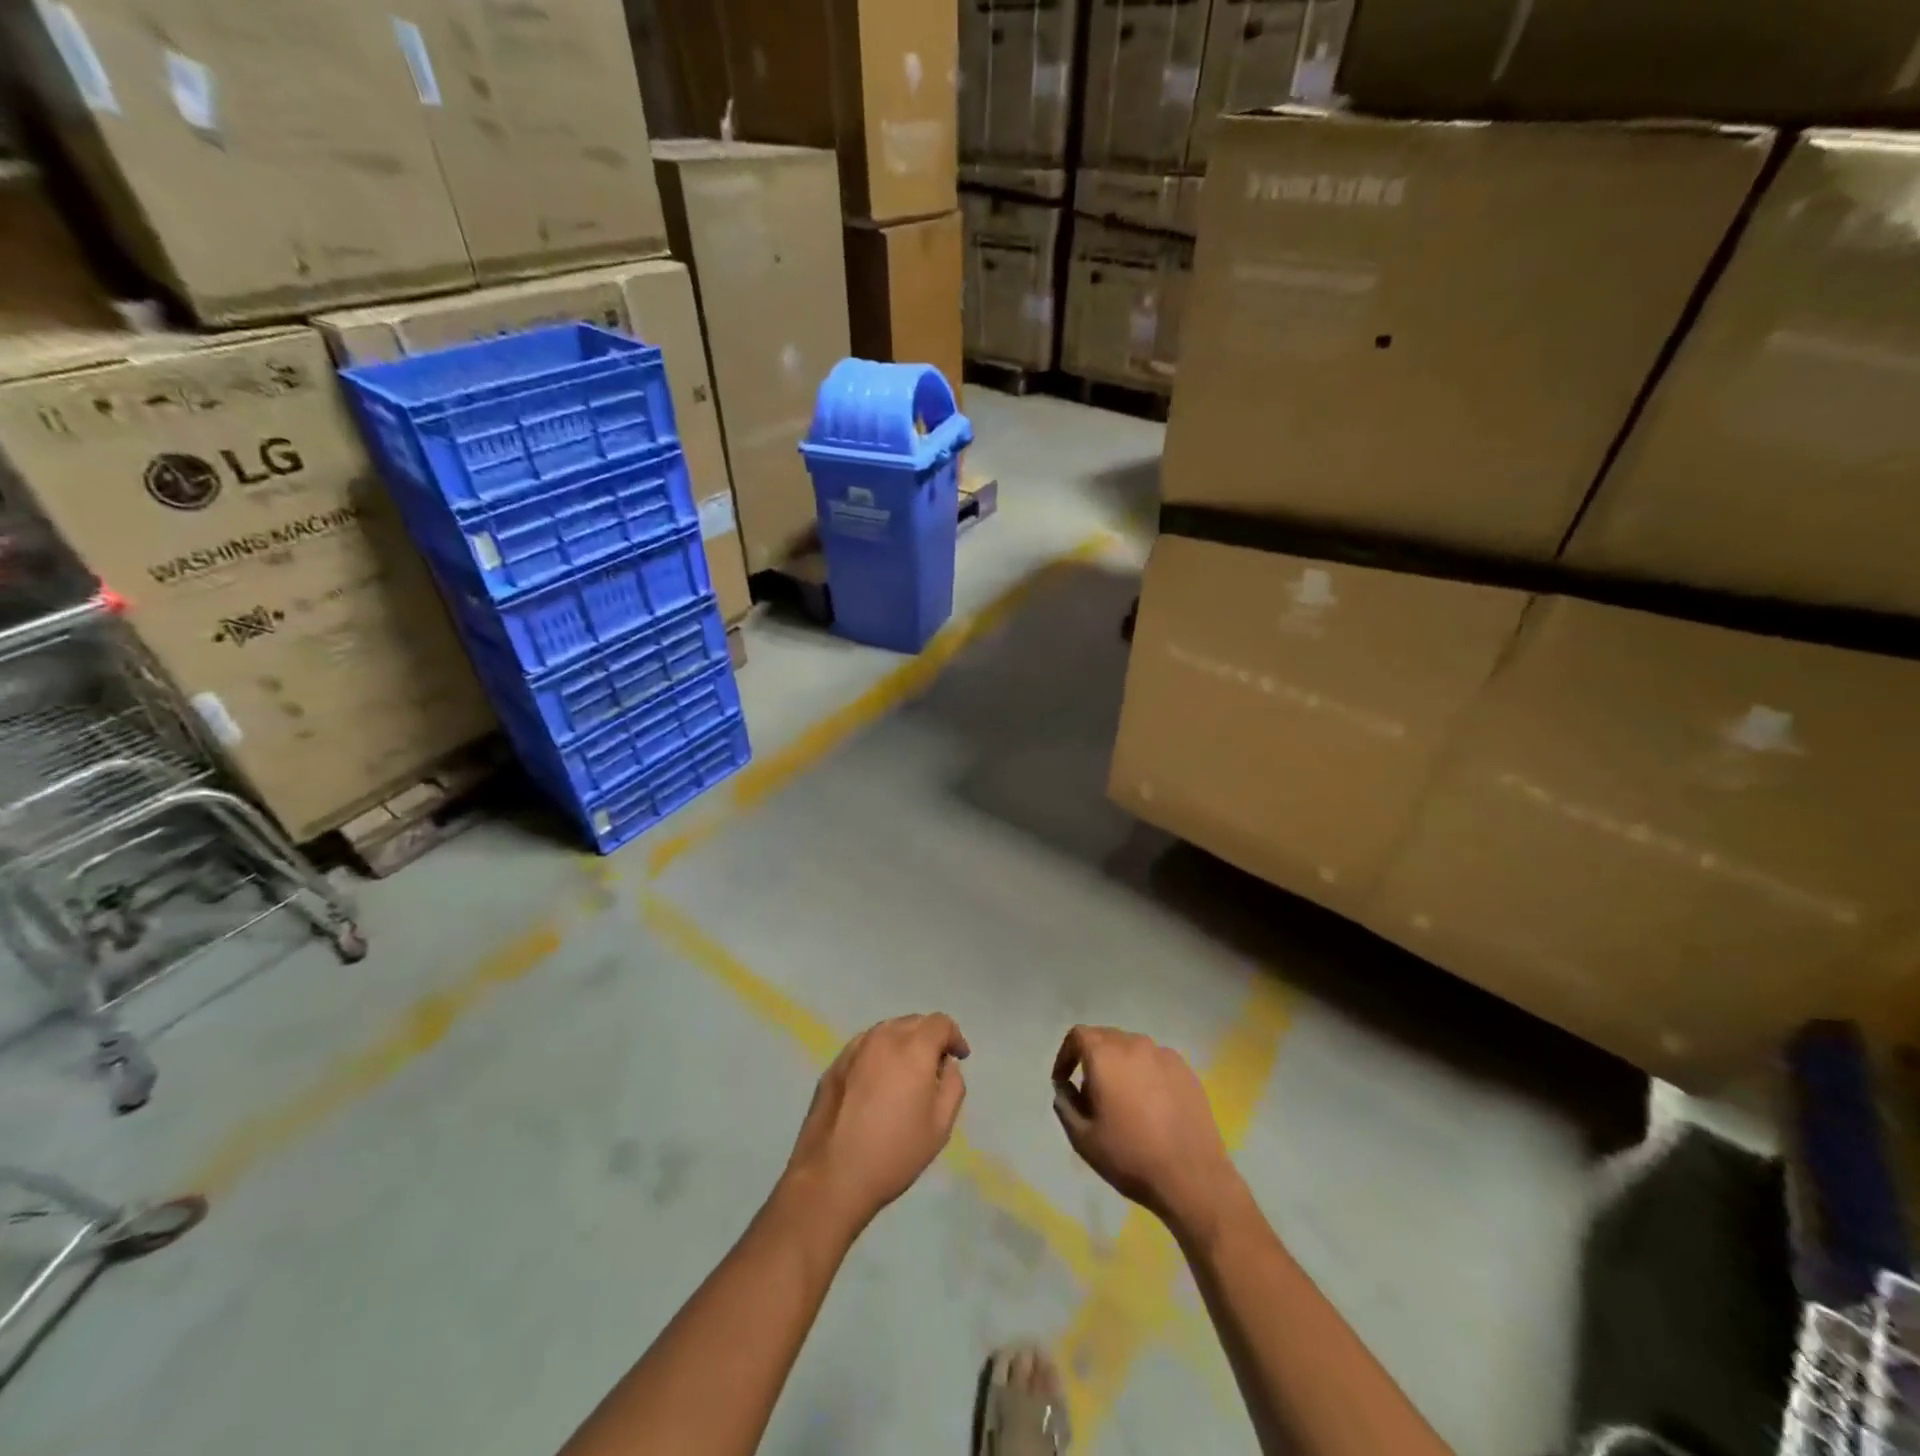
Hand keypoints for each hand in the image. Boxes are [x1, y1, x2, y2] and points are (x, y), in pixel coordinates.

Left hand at [783, 1014, 969, 1236]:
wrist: (831, 1177)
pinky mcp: (833, 1065)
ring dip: (902, 1044)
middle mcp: (883, 1038)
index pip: (940, 1023)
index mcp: (913, 1048)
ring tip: (905, 1076)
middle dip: (929, 1038)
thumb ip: (953, 1085)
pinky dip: (878, 1055)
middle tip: (934, 1068)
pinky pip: (864, 1048)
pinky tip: (876, 1085)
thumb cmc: (894, 1152)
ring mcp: (854, 1049)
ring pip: (887, 1032)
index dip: (954, 1037)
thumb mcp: (940, 1125)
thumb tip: (946, 1065)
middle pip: (913, 1022)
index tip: (959, 1058)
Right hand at [1051, 1026, 1242, 1242]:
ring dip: (1120, 1065)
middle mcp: (1134, 1044)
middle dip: (1092, 1058)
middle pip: (1105, 1037)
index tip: (1065, 1081)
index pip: (1078, 1035)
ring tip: (1123, 1099)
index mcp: (1105, 1055)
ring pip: (1132, 1048)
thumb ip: (1065, 1105)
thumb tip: (1065, 1089)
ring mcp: (1164, 1055)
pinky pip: (1156, 1061)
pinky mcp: (1186, 1070)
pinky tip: (1151, 1105)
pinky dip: (1145, 1073)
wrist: (1192, 1177)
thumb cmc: (1130, 1156)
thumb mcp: (1083, 1138)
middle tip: (1092, 1092)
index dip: (1066, 1055)